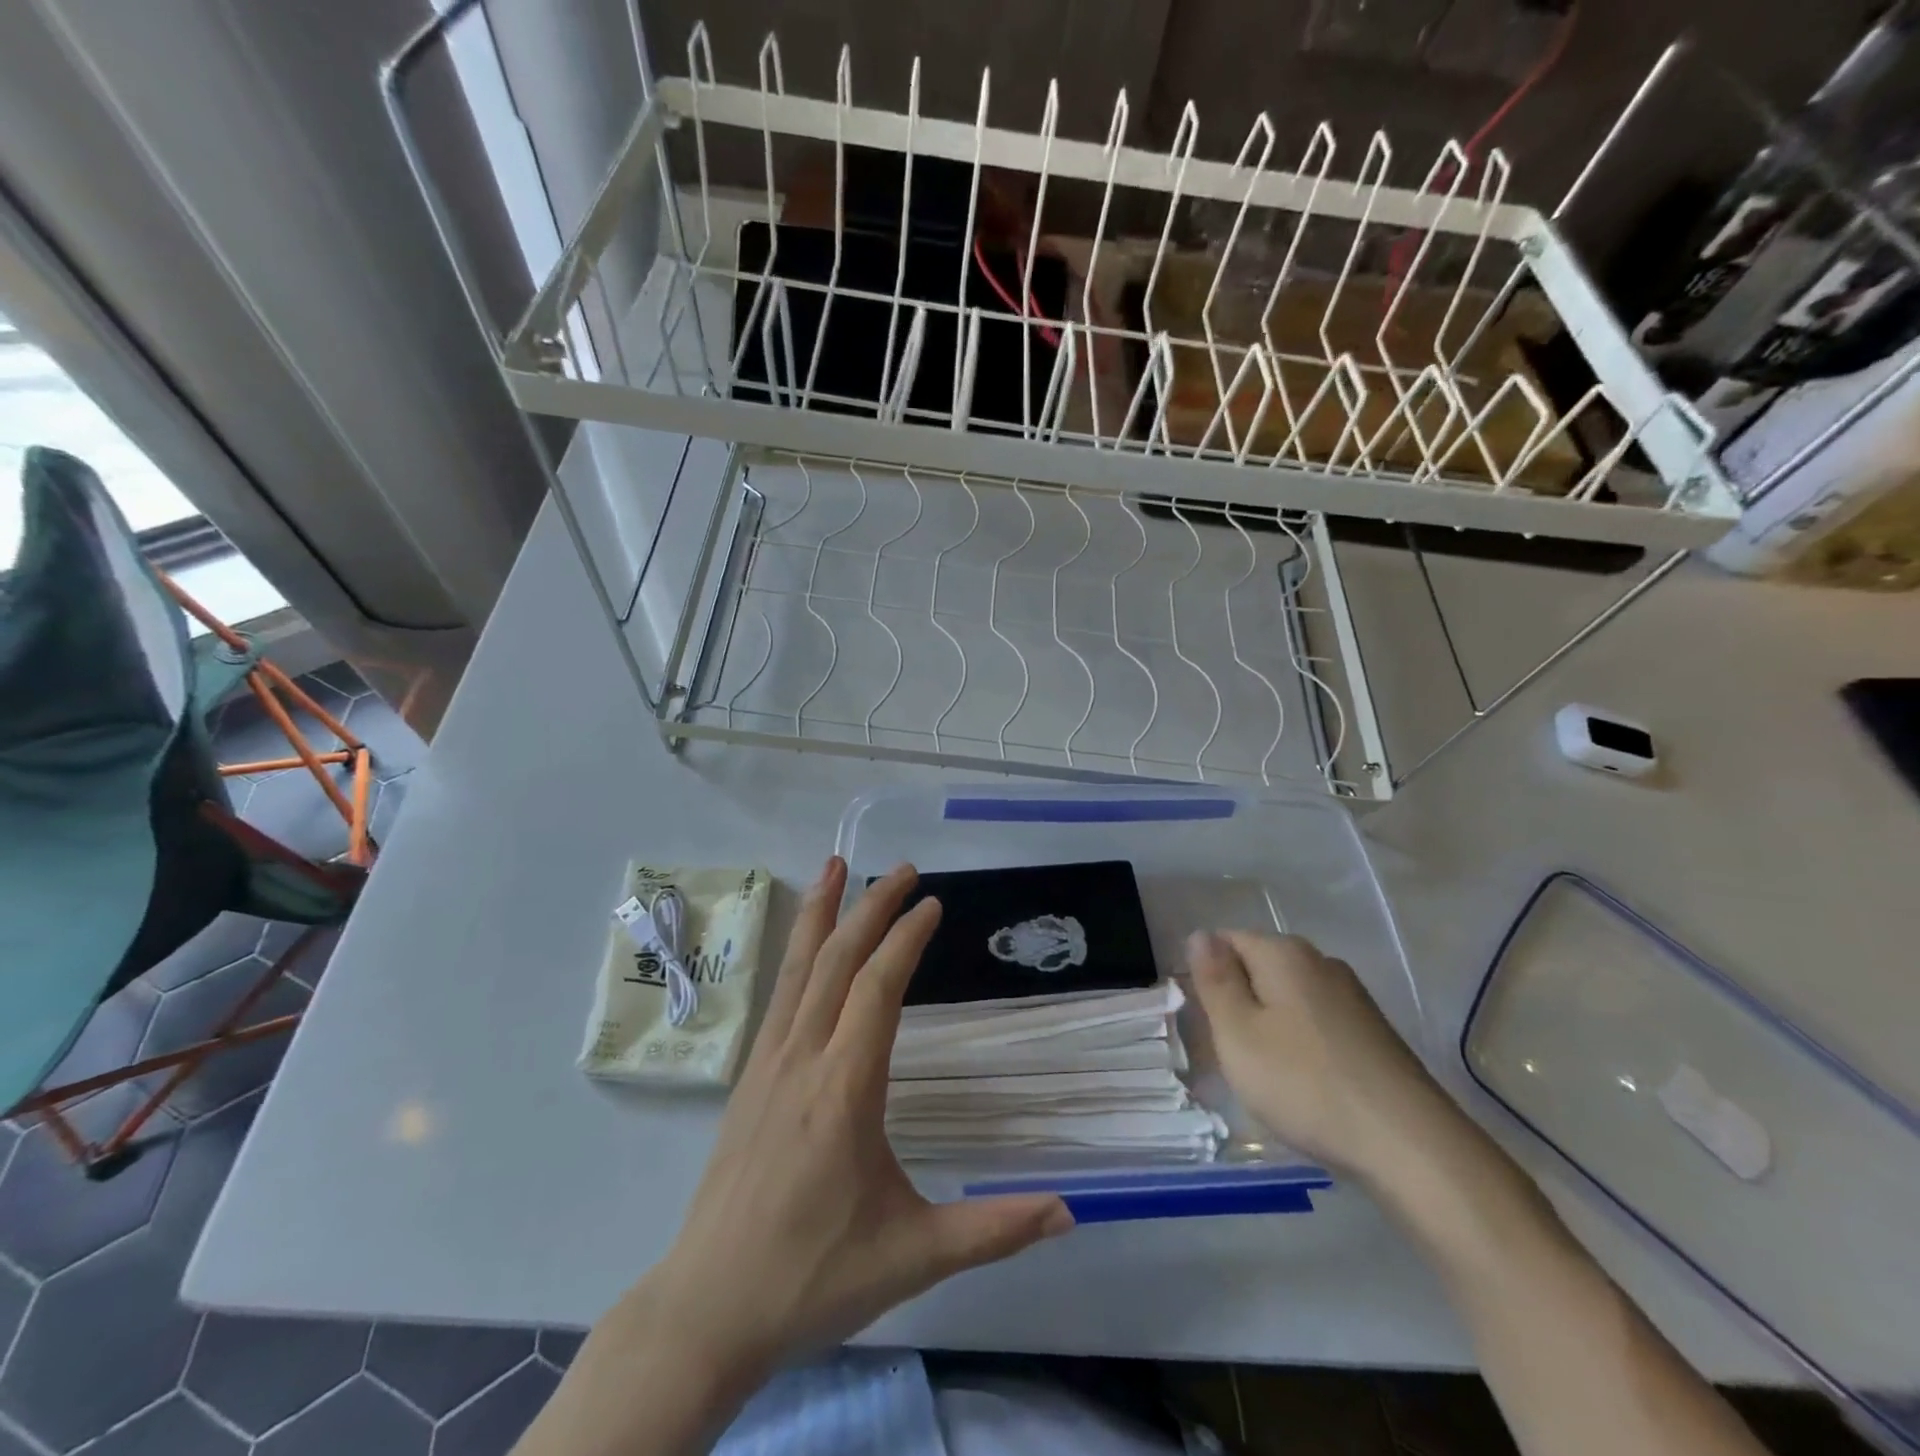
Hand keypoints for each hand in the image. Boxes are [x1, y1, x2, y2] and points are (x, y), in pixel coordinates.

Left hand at [637, 859, 1071, 1378]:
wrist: (707, 1308)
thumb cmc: (813, 1278)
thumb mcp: (912, 1257)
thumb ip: (992, 1230)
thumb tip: (1070, 1213)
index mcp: (844, 1090)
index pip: (878, 989)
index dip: (906, 939)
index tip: (932, 904)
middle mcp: (802, 1059)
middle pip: (838, 962)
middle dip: (871, 908)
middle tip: (903, 869)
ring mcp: (768, 1064)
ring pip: (798, 969)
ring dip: (821, 912)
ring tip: (836, 865)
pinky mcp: (749, 1077)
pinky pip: (779, 995)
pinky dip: (796, 951)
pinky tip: (807, 942)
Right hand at [1185, 930, 1464, 1188]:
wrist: (1411, 1147)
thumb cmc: (1305, 1084)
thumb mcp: (1238, 1033)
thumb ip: (1215, 980)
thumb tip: (1200, 935)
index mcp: (1284, 952)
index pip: (1225, 941)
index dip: (1207, 977)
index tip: (1204, 1022)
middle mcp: (1321, 962)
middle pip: (1258, 968)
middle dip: (1237, 1003)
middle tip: (1229, 1053)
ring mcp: (1352, 997)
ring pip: (1287, 999)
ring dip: (1267, 1027)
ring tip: (1263, 1075)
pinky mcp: (1373, 1033)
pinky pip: (1316, 1024)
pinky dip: (1300, 1046)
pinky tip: (1303, 1085)